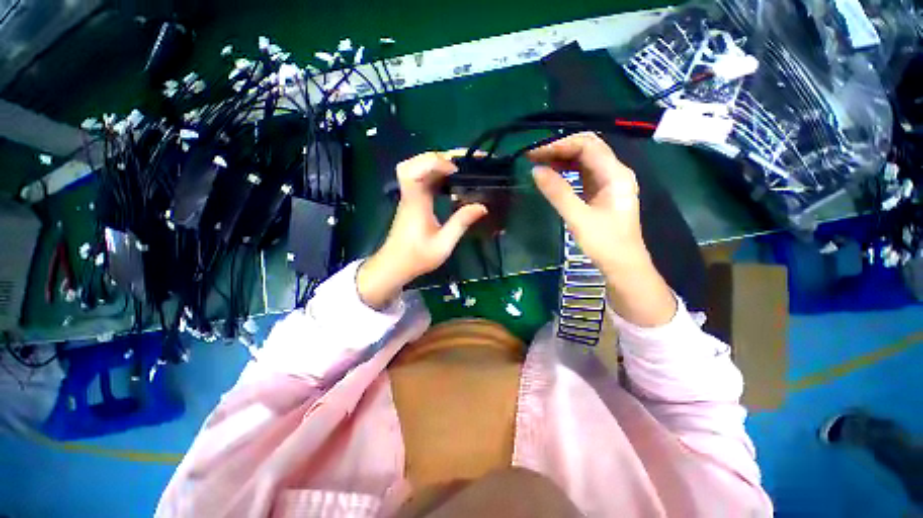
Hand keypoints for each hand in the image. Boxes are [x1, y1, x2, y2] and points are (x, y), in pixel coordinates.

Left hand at [357, 151, 487, 309]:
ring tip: (460, 169)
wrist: (395, 265)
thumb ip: (461, 223)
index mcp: (415, 204)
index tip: (455, 170)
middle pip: (414, 163)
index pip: (412, 172)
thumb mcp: (443, 244)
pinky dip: (436, 174)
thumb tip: (482, 206)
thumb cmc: (417, 257)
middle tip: (461, 163)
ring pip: (417, 168)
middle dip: (438, 157)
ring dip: (437, 164)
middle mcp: (410, 195)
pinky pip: (422, 179)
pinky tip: (451, 181)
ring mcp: (410, 196)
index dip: (432, 163)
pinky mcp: (413, 200)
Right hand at [529, 133, 675, 326]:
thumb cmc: (605, 243)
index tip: (534, 153)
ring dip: (562, 157)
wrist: (623, 265)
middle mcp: (614, 172)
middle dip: (559, 148)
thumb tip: (535, 170)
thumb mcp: (578, 218)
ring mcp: (609, 182)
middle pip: (587, 148)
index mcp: (615, 174)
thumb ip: (558, 192)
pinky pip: (583, 173)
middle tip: (533, 156)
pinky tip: (553, 173)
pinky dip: (567, 170)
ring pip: (584, 160)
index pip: (587, 145)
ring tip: (538, 162)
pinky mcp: (601, 192)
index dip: (560, 144)